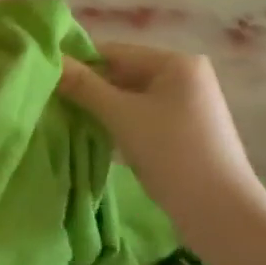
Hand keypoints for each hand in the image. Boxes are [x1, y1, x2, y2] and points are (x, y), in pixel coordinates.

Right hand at [58, 42, 265, 238]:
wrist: (220, 211)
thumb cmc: (172, 153)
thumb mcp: (122, 116)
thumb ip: (84, 86)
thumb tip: (51, 61)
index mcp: (176, 62)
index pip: (115, 52)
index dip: (79, 63)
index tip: (45, 78)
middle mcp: (185, 76)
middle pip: (124, 74)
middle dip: (90, 89)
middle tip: (51, 101)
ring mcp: (187, 106)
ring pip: (131, 99)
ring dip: (102, 109)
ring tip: (66, 119)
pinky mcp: (185, 132)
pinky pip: (142, 117)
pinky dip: (119, 124)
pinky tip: (95, 136)